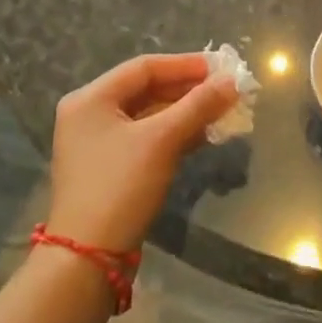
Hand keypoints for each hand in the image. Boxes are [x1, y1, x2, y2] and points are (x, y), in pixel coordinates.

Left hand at [44, 54, 237, 253]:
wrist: (88, 258)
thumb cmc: (120, 187)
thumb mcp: (162, 141)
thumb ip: (198, 106)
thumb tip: (233, 81)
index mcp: (91, 99)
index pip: (145, 67)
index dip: (186, 65)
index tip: (222, 68)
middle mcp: (90, 114)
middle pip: (147, 89)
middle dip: (189, 89)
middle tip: (226, 89)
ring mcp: (98, 142)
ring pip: (149, 114)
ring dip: (185, 111)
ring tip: (222, 110)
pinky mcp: (110, 166)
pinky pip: (147, 136)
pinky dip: (175, 132)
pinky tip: (204, 133)